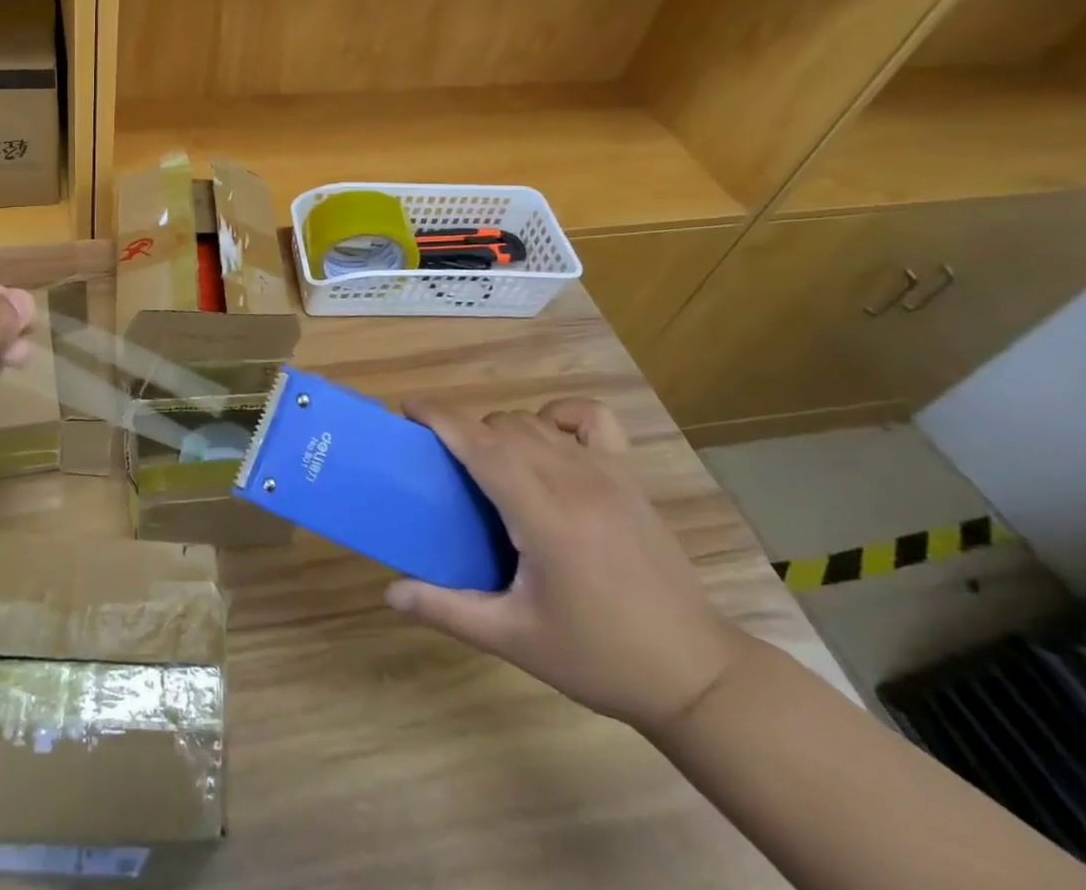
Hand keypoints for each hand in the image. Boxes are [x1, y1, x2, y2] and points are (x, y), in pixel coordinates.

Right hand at [385, 398, 754, 733]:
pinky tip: (549, 439)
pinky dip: (561, 414)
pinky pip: (592, 418)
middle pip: (502, 428)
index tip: (408, 409)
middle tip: (446, 469)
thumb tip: (390, 592)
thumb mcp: (515, 639)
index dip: (439, 418)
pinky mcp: (629, 476)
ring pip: (536, 422)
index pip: (480, 444)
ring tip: (491, 466)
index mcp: (543, 515)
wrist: (695, 675)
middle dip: (465, 434)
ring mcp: (606, 473)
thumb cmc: (599, 657)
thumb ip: (448, 610)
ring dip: (502, 431)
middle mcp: (572, 480)